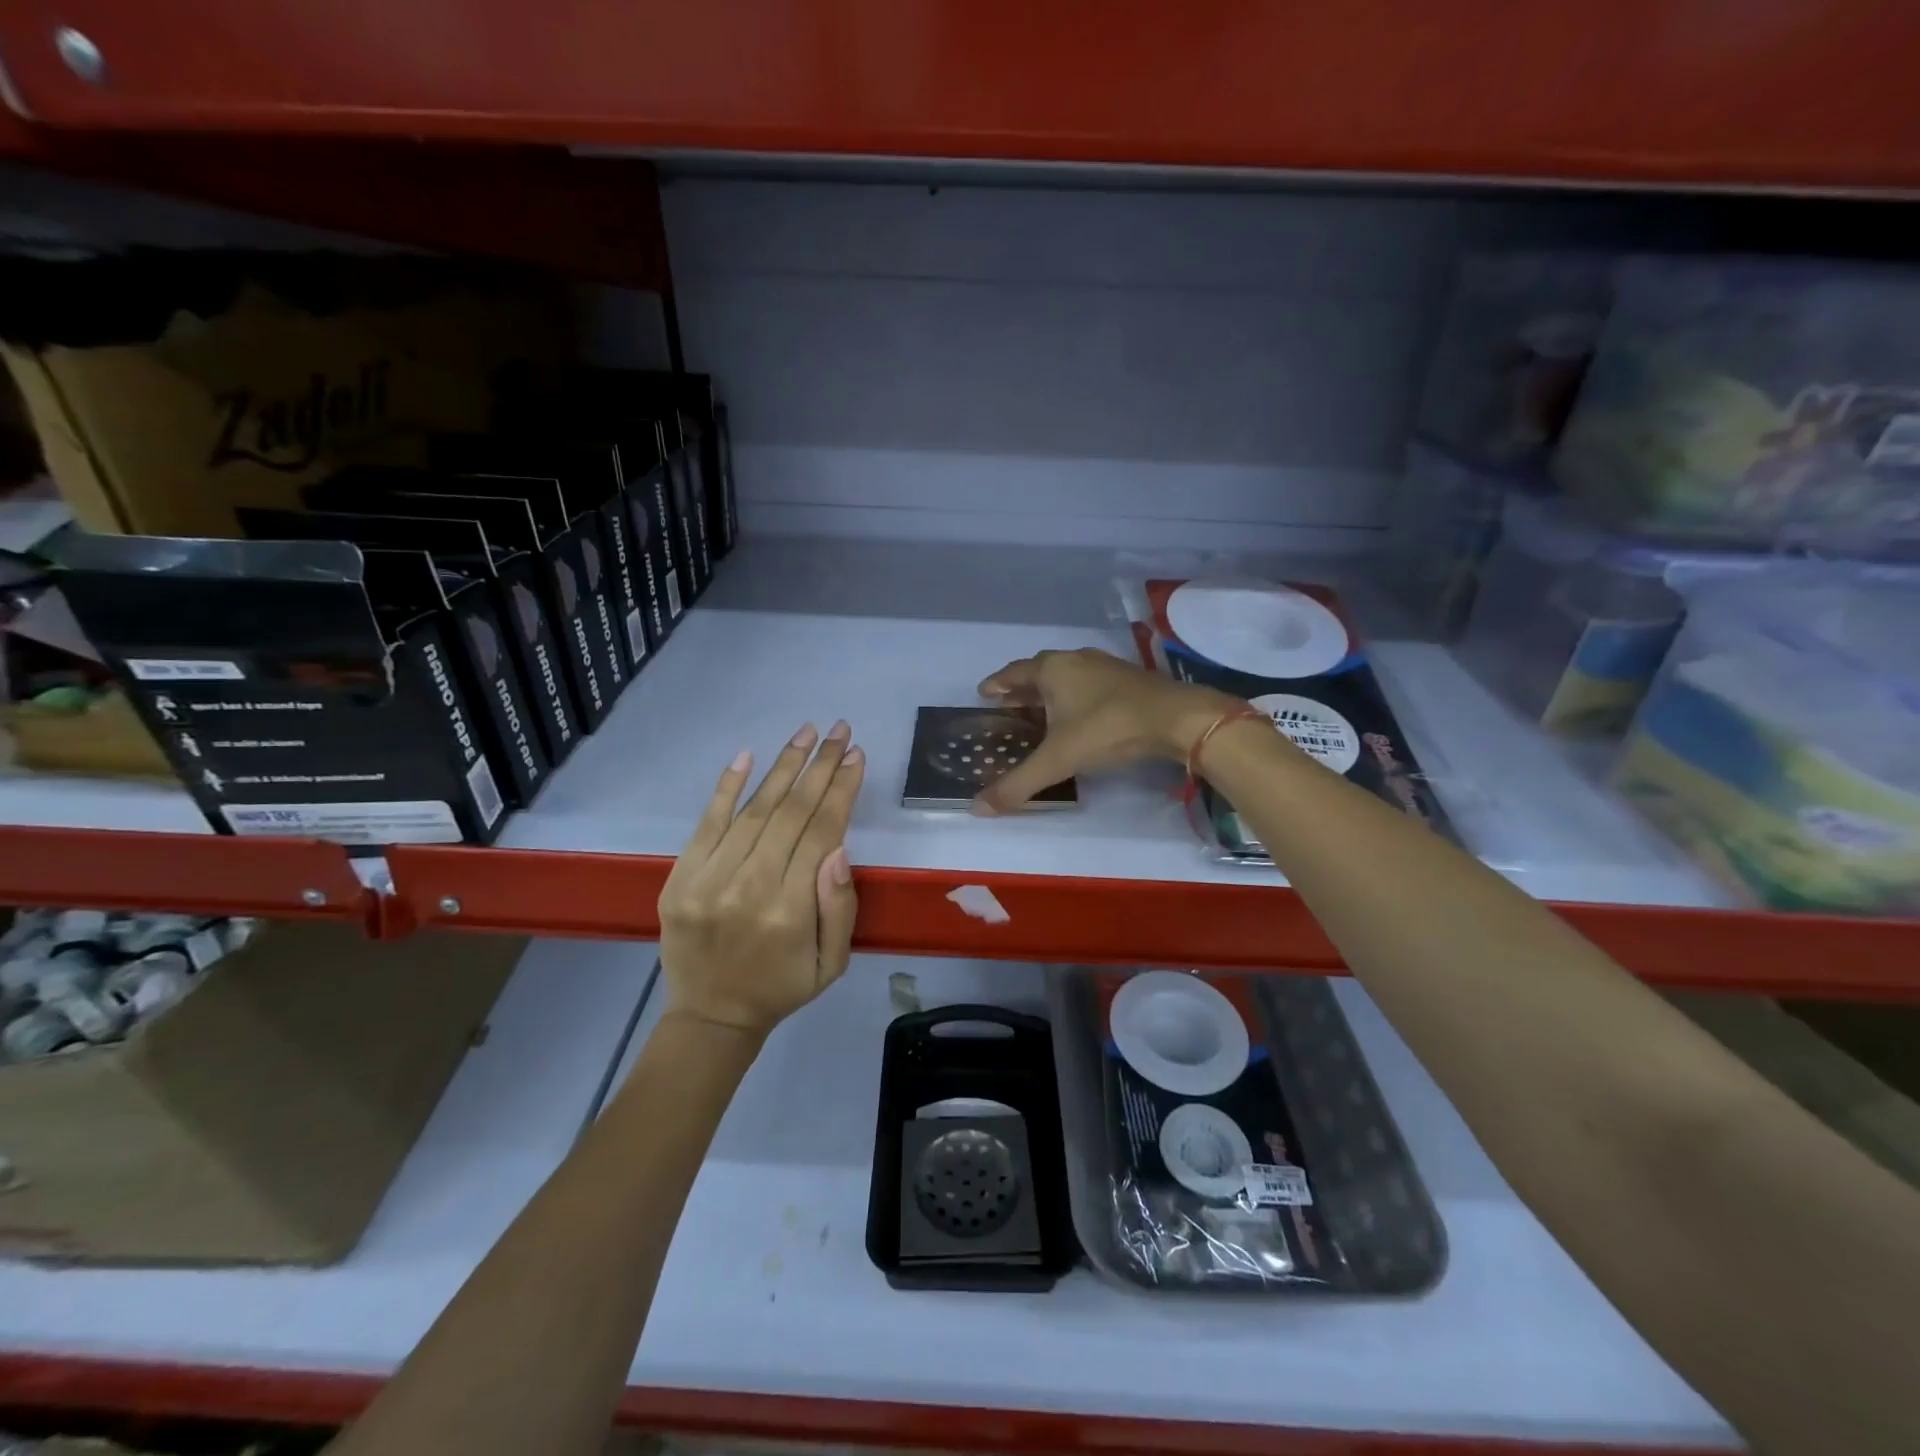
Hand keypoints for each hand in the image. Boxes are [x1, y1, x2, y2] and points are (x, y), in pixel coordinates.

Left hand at [657, 721, 864, 1037]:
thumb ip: (839, 907)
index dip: (840, 790)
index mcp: (789, 912)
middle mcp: (748, 888)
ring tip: (806, 733)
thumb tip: (838, 848)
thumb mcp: (832, 963)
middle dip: (819, 766)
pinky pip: (706, 823)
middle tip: (839, 730)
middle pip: (790, 812)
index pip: (820, 833)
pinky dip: (726, 787)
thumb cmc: (782, 987)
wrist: (711, 1015)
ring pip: (753, 810)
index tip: (855, 756)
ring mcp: (707, 880)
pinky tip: (747, 755)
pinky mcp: (679, 878)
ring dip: (783, 766)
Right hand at [972, 649, 1240, 813]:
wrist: (1177, 719)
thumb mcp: (1058, 760)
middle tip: (1007, 708)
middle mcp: (1075, 660)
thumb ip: (1018, 784)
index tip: (983, 694)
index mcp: (1052, 669)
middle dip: (1021, 690)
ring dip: (1050, 693)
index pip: (1013, 673)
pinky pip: (1088, 685)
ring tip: (1039, 713)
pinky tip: (1079, 716)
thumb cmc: (1107, 729)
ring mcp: (1104, 667)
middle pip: (1039, 672)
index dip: (996, 685)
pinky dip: (1074, 698)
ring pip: (1067, 677)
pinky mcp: (1128, 680)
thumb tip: (977, 808)